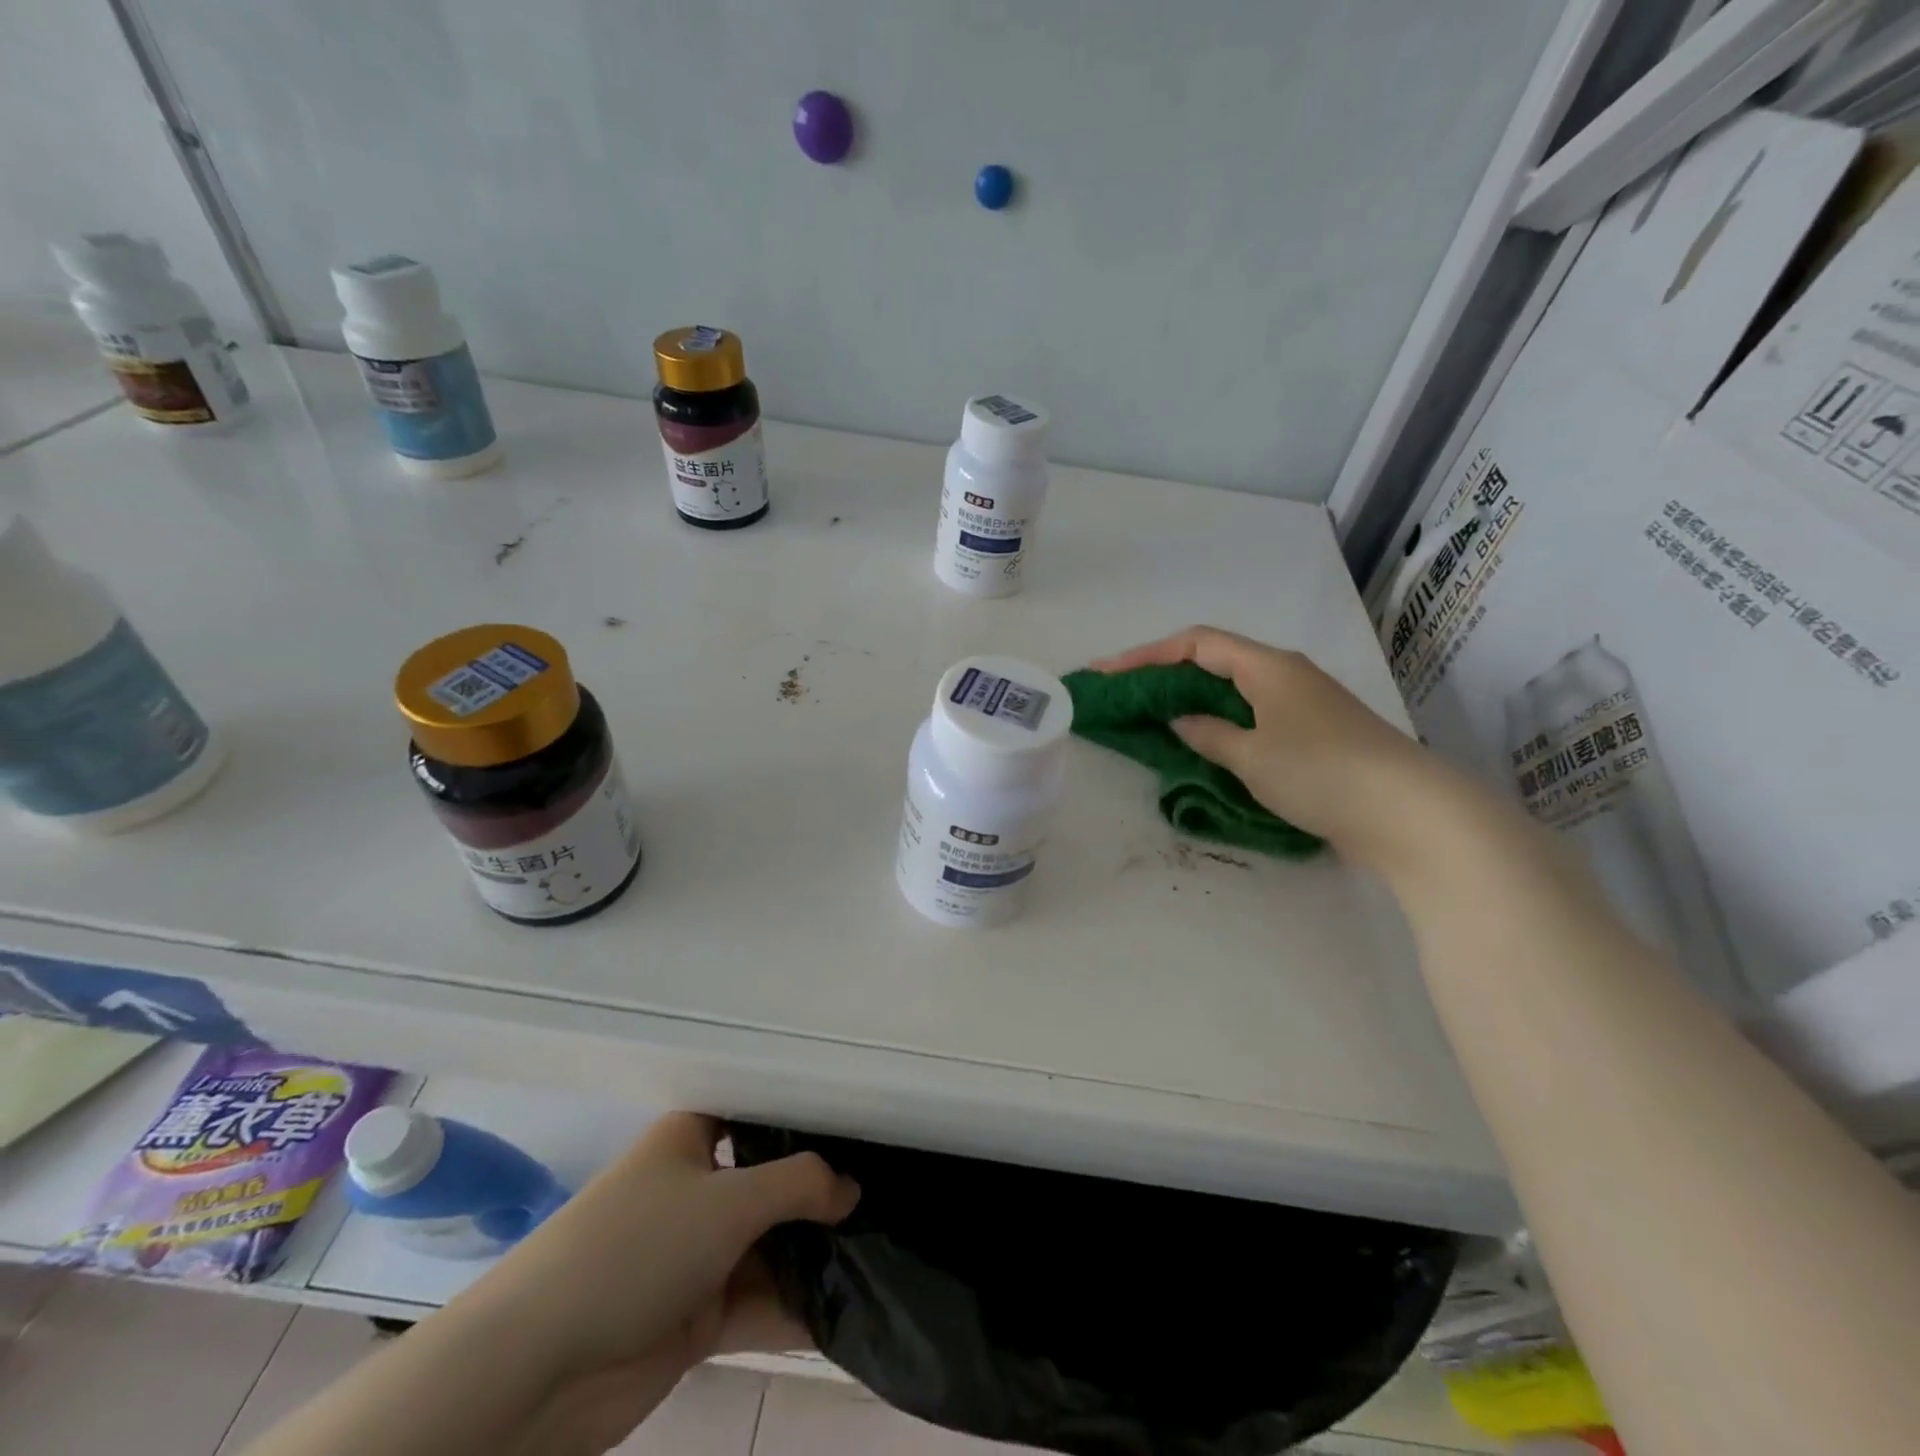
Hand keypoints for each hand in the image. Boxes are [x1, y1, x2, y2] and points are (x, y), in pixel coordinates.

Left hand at [457, 1114, 857, 1452]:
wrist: (539, 1368)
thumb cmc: (639, 1246)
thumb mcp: (730, 1200)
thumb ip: (801, 1185)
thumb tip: (854, 1188)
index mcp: (691, 1139)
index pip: (758, 1114)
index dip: (806, 1118)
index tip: (862, 1123)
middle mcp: (695, 1189)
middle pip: (770, 1183)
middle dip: (821, 1193)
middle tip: (887, 1191)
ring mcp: (695, 1255)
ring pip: (768, 1246)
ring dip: (814, 1255)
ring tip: (884, 1249)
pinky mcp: (694, 1317)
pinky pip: (758, 1302)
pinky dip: (796, 1308)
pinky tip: (850, 1309)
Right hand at [1092, 625, 1447, 872]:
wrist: (1409, 813)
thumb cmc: (1321, 773)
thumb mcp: (1251, 756)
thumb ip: (1208, 734)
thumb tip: (1182, 720)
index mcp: (1267, 666)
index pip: (1195, 644)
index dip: (1145, 654)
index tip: (1106, 673)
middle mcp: (1285, 674)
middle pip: (1212, 662)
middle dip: (1164, 675)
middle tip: (1123, 696)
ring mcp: (1303, 704)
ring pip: (1232, 691)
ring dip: (1191, 700)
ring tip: (1153, 718)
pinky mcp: (1314, 734)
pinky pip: (1251, 717)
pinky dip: (1219, 724)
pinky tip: (1205, 744)